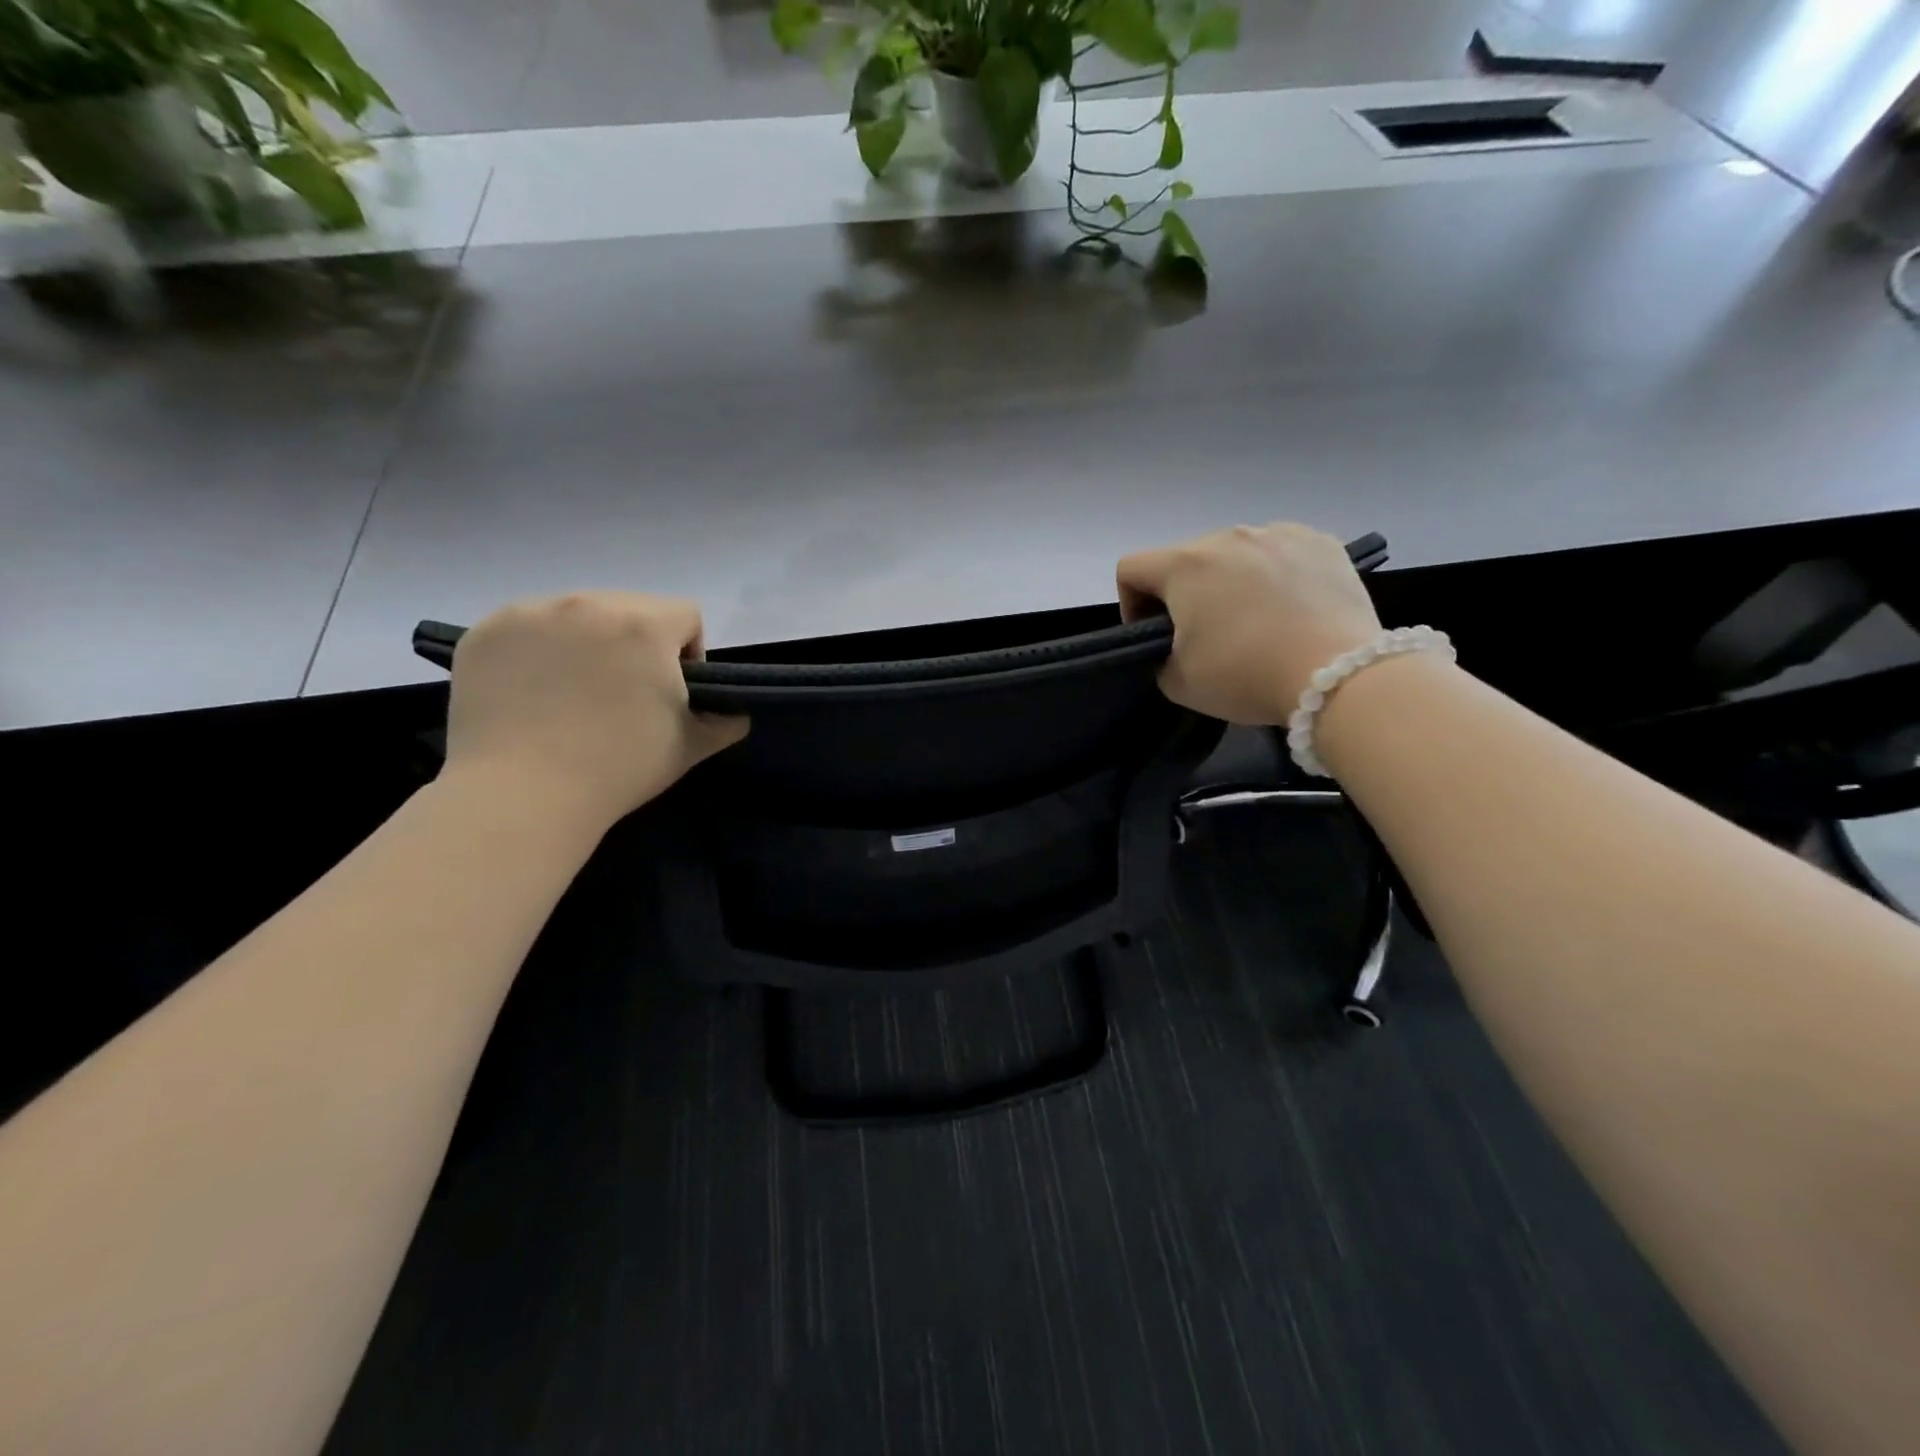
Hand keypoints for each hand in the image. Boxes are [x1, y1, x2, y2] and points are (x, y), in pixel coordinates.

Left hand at [442, 592, 748, 826]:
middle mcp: (587, 602)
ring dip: (588, 641)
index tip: (670, 691)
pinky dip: (538, 650)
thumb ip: (726, 720)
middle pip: (631, 607)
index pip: (686, 614)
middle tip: (622, 693)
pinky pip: (528, 627)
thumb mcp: (691, 746)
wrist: (523, 796)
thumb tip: (735, 712)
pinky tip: (534, 691)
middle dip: (636, 642)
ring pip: (578, 613)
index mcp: (644, 624)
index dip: (689, 652)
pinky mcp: (484, 631)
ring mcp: (529, 613)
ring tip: (574, 692)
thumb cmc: (619, 767)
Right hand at [1117, 523, 1382, 723]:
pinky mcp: (1321, 541)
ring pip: (1235, 553)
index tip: (1152, 635)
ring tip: (1255, 620)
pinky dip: (1275, 574)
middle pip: (1186, 559)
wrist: (1338, 675)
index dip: (1130, 603)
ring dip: (1230, 580)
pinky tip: (1291, 607)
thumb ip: (1159, 656)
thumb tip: (1175, 644)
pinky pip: (1280, 552)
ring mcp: (1278, 533)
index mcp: (1185, 565)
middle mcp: (1228, 536)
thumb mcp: (1178, 682)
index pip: (1131, 568)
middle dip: (1184, 593)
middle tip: (1206, 635)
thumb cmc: (1246, 675)